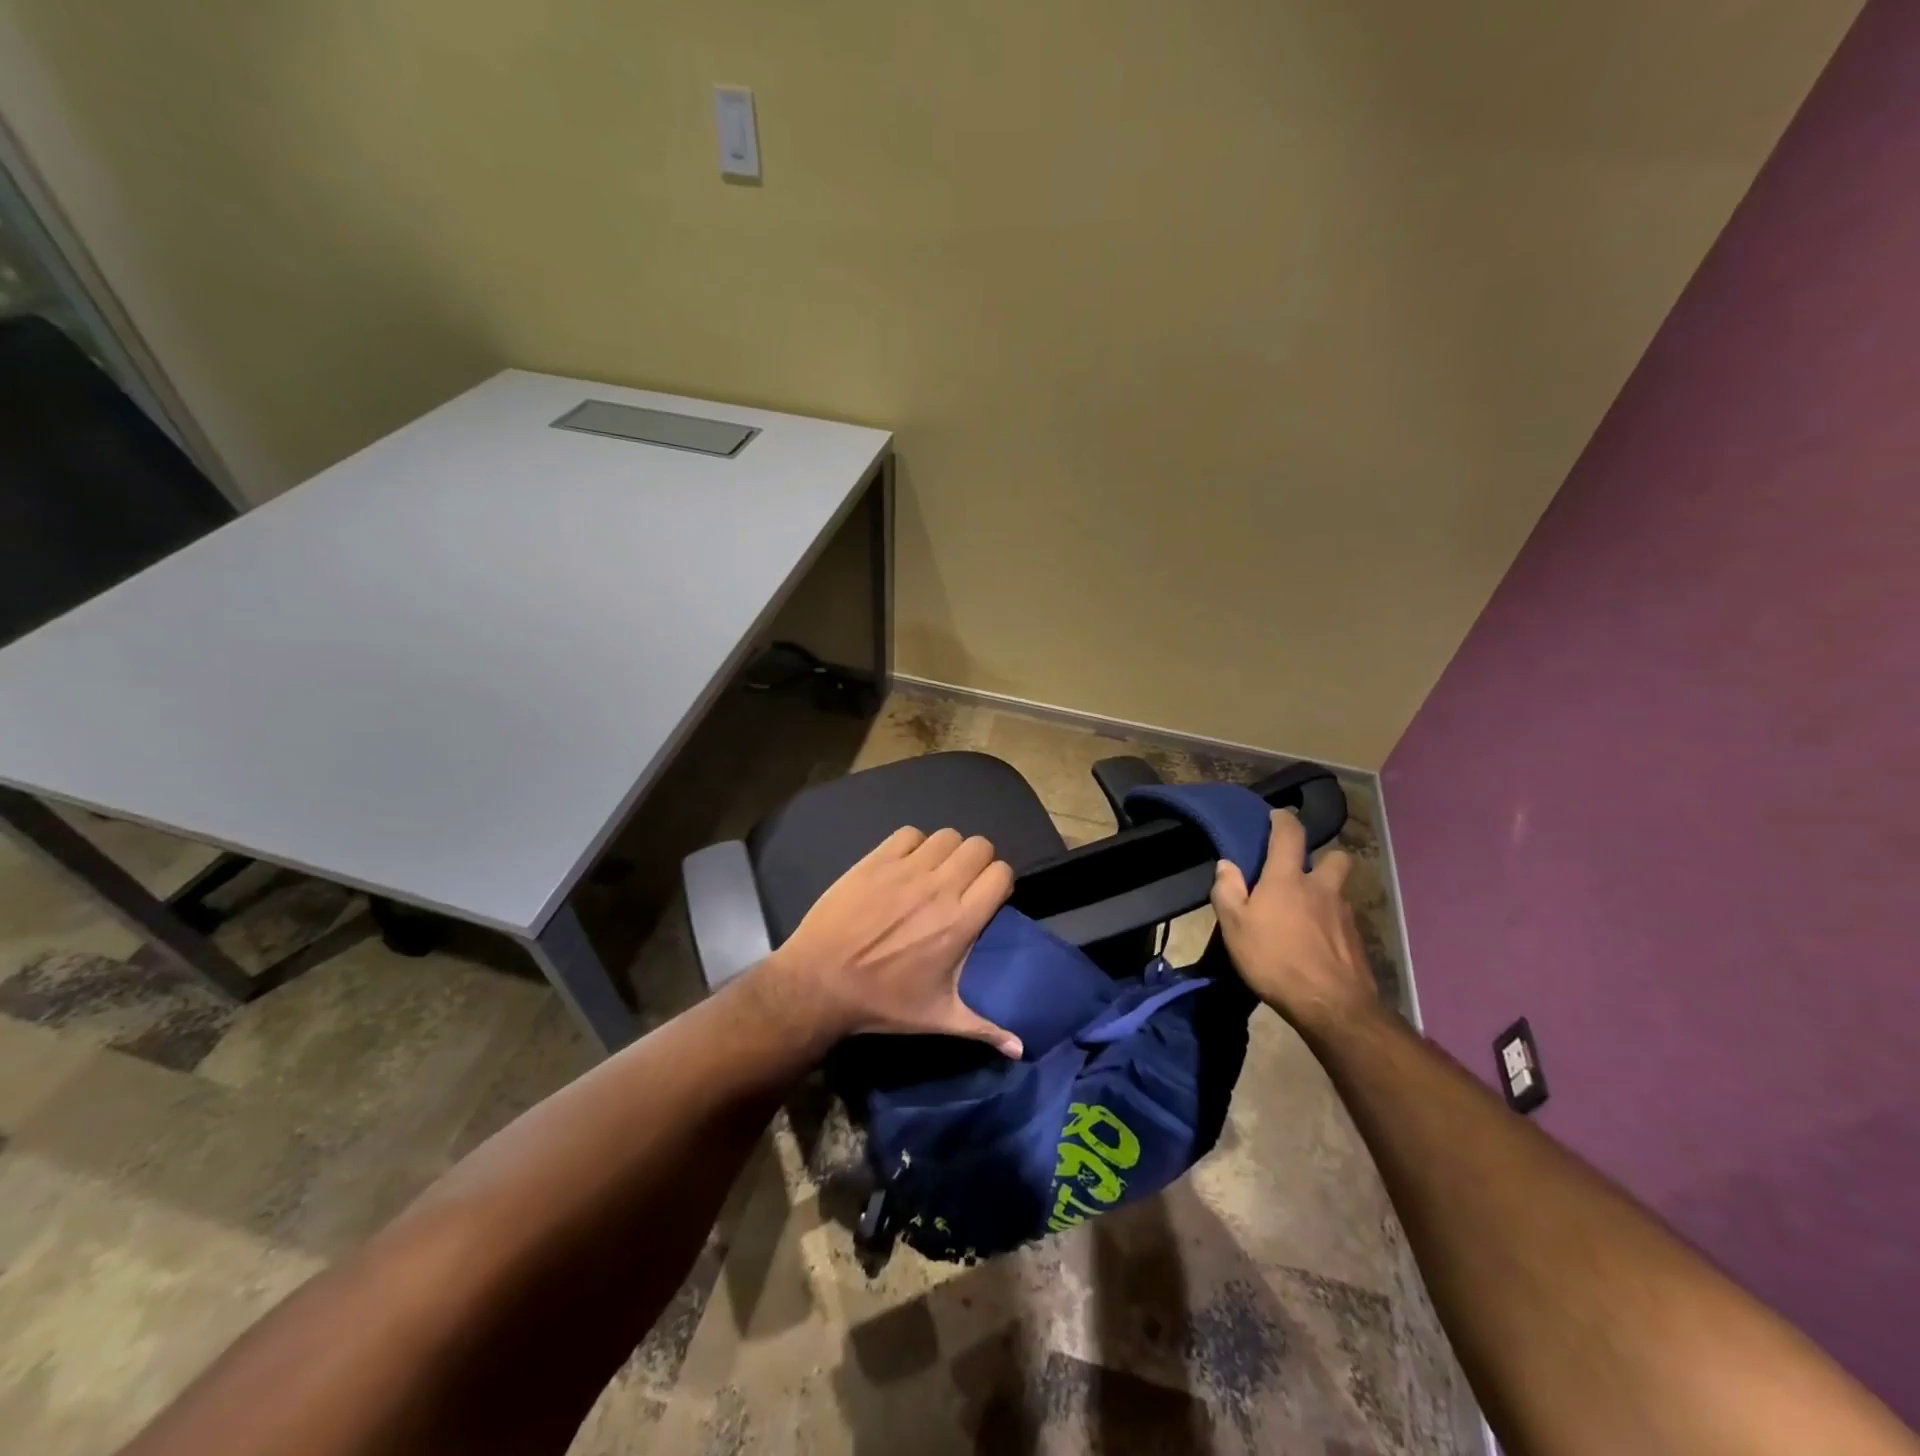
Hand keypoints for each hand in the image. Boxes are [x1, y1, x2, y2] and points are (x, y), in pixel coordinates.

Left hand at [768, 826, 1022, 1057]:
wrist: (819, 983)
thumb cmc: (882, 1002)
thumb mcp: (937, 1018)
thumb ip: (984, 1028)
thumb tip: (1020, 1050)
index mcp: (960, 922)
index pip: (1001, 873)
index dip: (999, 881)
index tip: (987, 896)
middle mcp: (939, 888)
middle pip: (979, 846)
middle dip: (977, 861)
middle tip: (963, 883)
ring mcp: (906, 870)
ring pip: (947, 835)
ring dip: (947, 851)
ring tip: (934, 872)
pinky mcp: (876, 860)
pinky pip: (909, 834)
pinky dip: (913, 845)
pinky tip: (905, 865)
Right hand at [1211, 810, 1378, 1034]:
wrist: (1332, 1006)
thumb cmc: (1275, 959)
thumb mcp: (1234, 926)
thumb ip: (1227, 890)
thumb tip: (1227, 865)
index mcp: (1288, 879)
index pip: (1290, 835)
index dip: (1283, 820)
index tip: (1276, 816)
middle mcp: (1322, 888)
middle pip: (1335, 857)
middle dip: (1322, 856)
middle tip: (1303, 871)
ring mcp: (1345, 914)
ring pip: (1340, 890)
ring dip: (1325, 893)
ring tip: (1305, 913)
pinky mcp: (1357, 941)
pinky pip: (1343, 920)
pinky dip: (1330, 923)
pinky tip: (1316, 942)